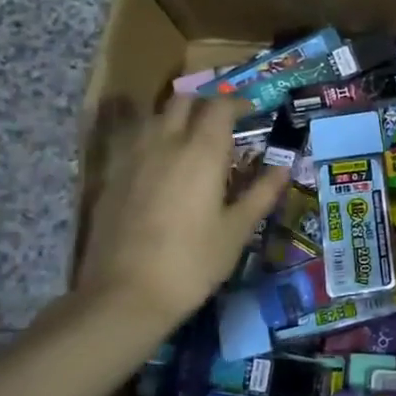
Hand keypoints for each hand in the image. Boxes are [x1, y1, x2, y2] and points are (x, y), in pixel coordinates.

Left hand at [74, 93, 288, 331]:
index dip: (238, 103)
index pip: (220, 106)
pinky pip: (135, 141)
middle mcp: (165, 143)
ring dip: (177, 118)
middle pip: (184, 101)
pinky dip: (154, 140)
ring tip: (192, 142)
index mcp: (202, 152)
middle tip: (223, 124)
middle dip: (206, 104)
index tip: (252, 112)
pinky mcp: (111, 176)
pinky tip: (162, 166)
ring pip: (155, 117)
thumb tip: (284, 166)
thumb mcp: (237, 230)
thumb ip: (262, 193)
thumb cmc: (192, 262)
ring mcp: (132, 157)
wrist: (124, 294)